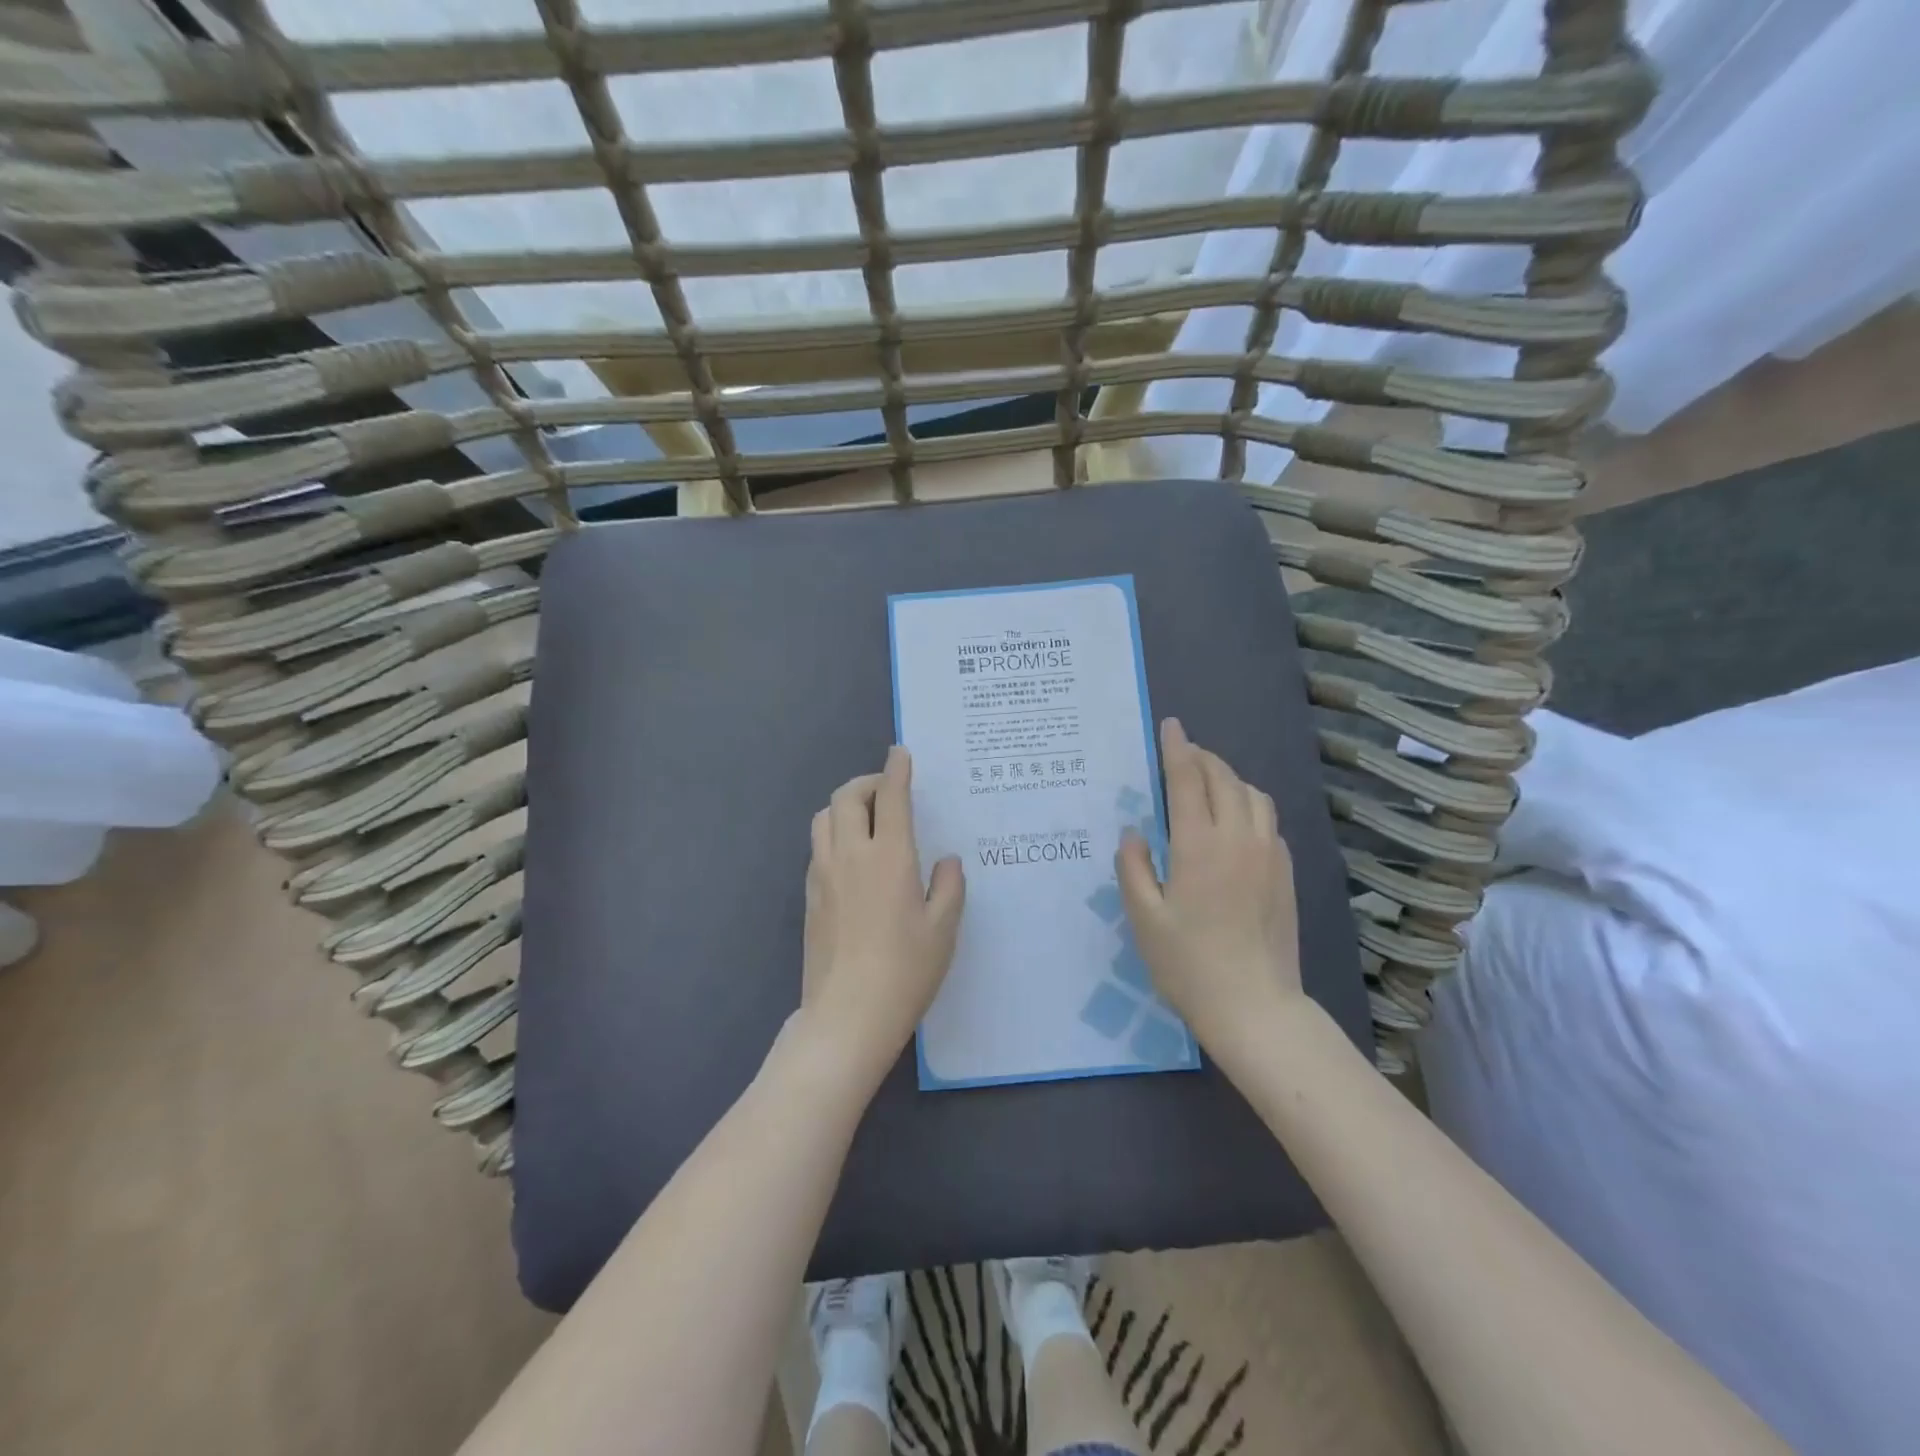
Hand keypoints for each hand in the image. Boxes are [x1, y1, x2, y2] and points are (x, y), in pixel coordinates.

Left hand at [799, 746, 965, 1090]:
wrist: (847, 1015)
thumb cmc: (906, 971)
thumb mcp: (943, 929)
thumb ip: (948, 886)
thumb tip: (945, 861)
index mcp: (889, 856)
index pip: (891, 796)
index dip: (896, 769)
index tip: (900, 753)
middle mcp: (851, 855)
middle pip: (846, 797)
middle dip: (867, 782)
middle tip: (887, 791)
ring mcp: (823, 874)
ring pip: (824, 818)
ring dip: (845, 806)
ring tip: (867, 820)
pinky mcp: (809, 896)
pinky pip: (818, 847)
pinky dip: (834, 834)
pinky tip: (852, 858)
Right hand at [1117, 718, 1303, 1046]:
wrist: (1255, 1008)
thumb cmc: (1188, 964)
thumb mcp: (1143, 918)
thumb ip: (1133, 867)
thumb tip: (1134, 832)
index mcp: (1199, 845)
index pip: (1188, 779)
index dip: (1177, 748)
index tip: (1170, 726)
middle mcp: (1239, 839)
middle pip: (1224, 778)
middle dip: (1202, 758)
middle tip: (1182, 753)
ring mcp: (1269, 855)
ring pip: (1253, 795)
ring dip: (1229, 778)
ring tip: (1208, 782)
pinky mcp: (1286, 873)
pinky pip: (1268, 820)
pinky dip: (1249, 804)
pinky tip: (1235, 820)